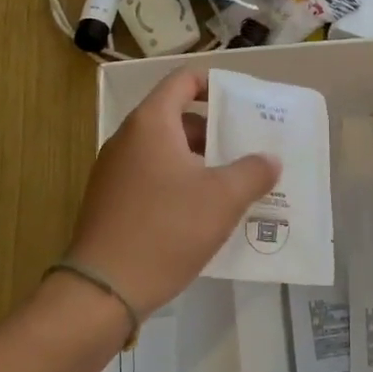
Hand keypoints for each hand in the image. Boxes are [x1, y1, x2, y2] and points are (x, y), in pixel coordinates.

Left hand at [65, 69, 280, 318]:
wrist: (103, 291)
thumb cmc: (166, 230)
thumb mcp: (223, 198)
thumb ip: (253, 171)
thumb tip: (269, 159)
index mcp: (151, 123)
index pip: (183, 80)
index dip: (214, 84)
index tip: (243, 104)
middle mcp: (127, 139)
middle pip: (176, 118)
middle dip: (215, 131)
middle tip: (248, 149)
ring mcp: (114, 171)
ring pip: (165, 151)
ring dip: (199, 161)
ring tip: (234, 183)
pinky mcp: (110, 201)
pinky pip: (151, 177)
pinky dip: (178, 183)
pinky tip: (202, 214)